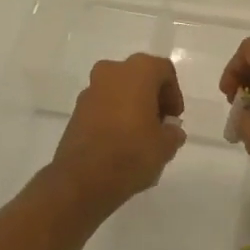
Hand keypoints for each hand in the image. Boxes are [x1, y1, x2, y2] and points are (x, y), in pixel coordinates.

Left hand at [49, 54, 187, 214]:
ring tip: (140, 138)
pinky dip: (114, 117)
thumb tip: (170, 130)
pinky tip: (120, 143)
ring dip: (132, 107)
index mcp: (137, 72)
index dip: (173, 94)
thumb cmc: (131, 153)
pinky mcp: (76, 111)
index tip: (174, 119)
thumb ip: (173, 133)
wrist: (82, 179)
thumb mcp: (166, 146)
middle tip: (159, 125)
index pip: (163, 70)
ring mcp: (90, 91)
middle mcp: (111, 72)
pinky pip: (103, 106)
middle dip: (152, 99)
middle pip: (139, 77)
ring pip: (119, 91)